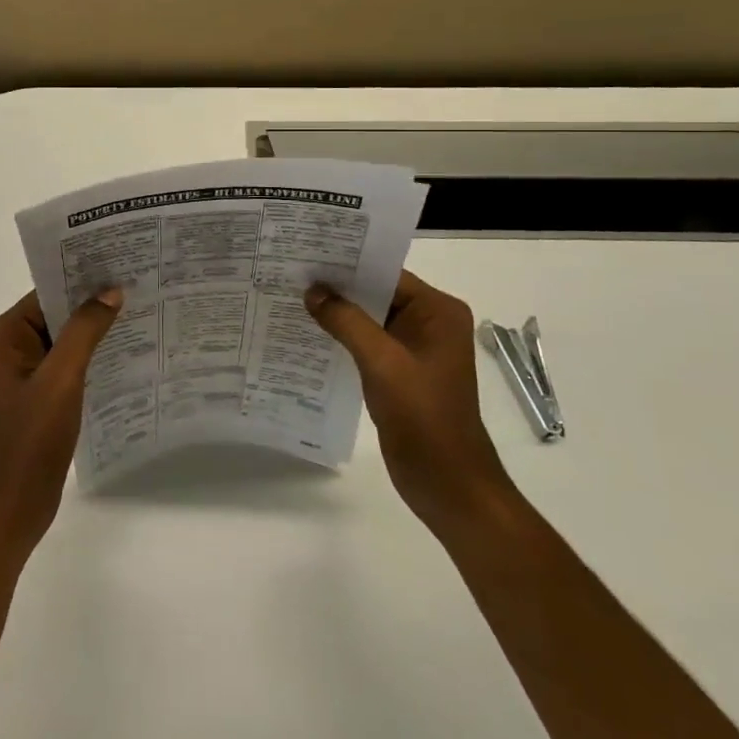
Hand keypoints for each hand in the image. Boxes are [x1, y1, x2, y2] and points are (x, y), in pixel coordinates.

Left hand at [0, 288, 123, 562]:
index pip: (46, 294)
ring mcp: (18, 375)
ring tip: (141, 317)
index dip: (83, 282)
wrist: (9, 511)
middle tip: (140, 289)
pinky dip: (89, 361)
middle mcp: (5, 348)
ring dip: (94, 335)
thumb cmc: (28, 443)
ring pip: (62, 342)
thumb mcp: (60, 381)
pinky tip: (124, 357)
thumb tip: (111, 291)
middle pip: (54, 316)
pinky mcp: (33, 398)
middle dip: (93, 307)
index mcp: (1, 336)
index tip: (123, 268)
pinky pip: (63, 367)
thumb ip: (85, 332)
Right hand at [305, 272, 511, 534]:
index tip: (305, 254)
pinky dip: (342, 337)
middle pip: (377, 293)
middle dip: (337, 287)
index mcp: (438, 312)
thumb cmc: (424, 417)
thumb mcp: (382, 363)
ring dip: (337, 313)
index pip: (387, 273)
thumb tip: (312, 291)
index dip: (347, 264)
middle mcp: (430, 323)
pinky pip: (367, 343)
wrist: (448, 484)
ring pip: (369, 319)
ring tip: (291, 298)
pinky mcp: (400, 372)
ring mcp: (415, 349)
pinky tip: (309, 334)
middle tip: (290, 273)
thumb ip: (347, 321)